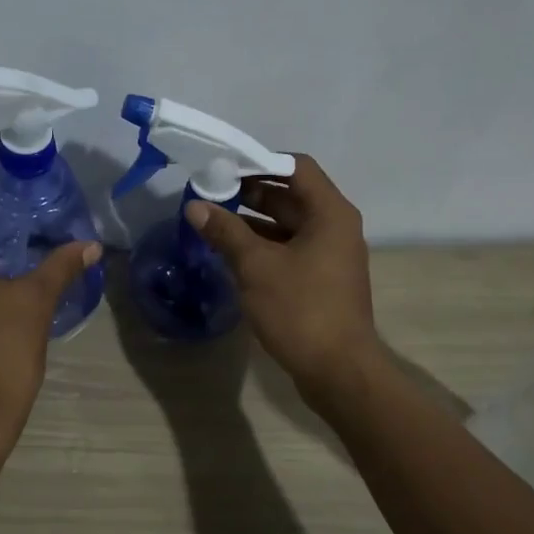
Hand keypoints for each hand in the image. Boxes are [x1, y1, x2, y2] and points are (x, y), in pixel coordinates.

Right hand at [184, 154, 379, 400]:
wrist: (338, 371)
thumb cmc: (300, 309)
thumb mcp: (256, 266)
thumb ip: (225, 232)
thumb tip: (195, 206)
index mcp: (329, 213)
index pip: (295, 167)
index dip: (259, 162)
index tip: (224, 168)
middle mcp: (335, 227)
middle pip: (291, 195)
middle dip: (250, 193)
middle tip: (210, 195)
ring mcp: (330, 255)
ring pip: (288, 225)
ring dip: (253, 222)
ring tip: (213, 222)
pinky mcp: (321, 280)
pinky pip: (290, 250)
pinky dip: (263, 246)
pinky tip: (232, 253)